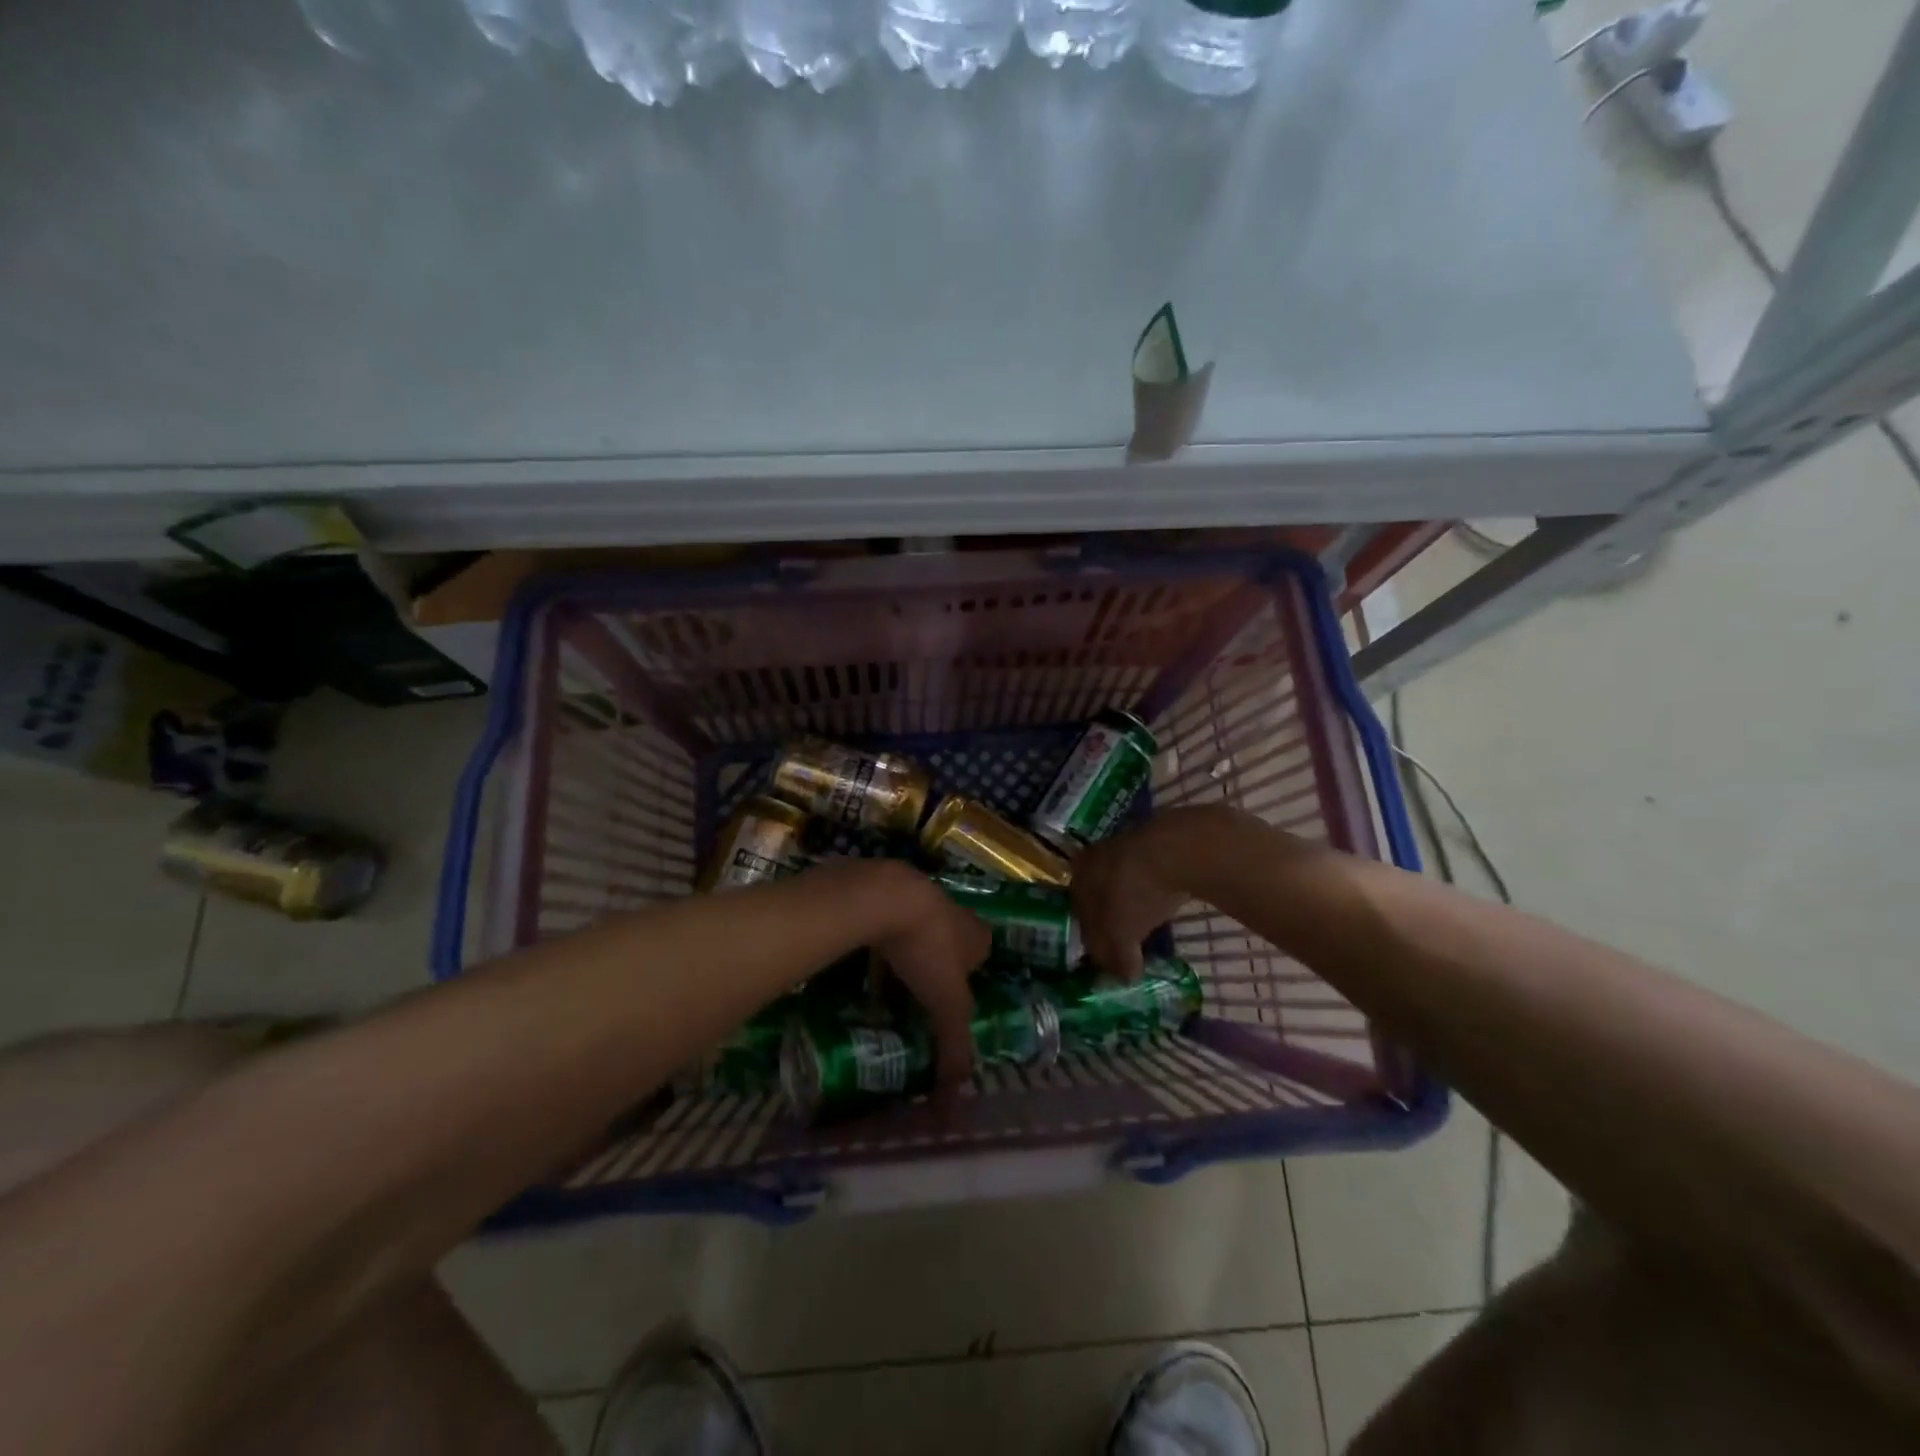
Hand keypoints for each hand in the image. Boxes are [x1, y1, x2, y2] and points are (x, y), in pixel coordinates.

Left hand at [866, 864, 991, 1085]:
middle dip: (936, 969)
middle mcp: (954, 912)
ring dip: (908, 956)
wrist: (885, 896)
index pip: (981, 956)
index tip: (949, 1005)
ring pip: (917, 933)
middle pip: (950, 944)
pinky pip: (887, 926)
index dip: (968, 980)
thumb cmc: (927, 949)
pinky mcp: (886, 894)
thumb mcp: (947, 1006)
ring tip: (889, 988)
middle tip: (918, 999)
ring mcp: (919, 899)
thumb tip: (952, 1110)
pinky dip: (880, 946)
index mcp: (976, 935)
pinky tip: (863, 966)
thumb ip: (954, 1051)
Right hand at [1071, 807, 1234, 979]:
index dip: (1093, 940)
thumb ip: (1117, 957)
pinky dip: (1152, 893)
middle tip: (1125, 943)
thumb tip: (1125, 977)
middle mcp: (1095, 856)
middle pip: (1100, 896)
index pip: (1080, 914)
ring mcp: (1126, 846)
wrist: (1176, 850)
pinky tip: (1163, 905)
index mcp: (1079, 875)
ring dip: (1133, 905)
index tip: (1107, 958)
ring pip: (1123, 883)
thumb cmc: (1134, 894)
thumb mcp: (1121, 934)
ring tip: (1146, 926)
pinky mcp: (1156, 844)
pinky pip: (1148, 876)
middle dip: (1111, 920)